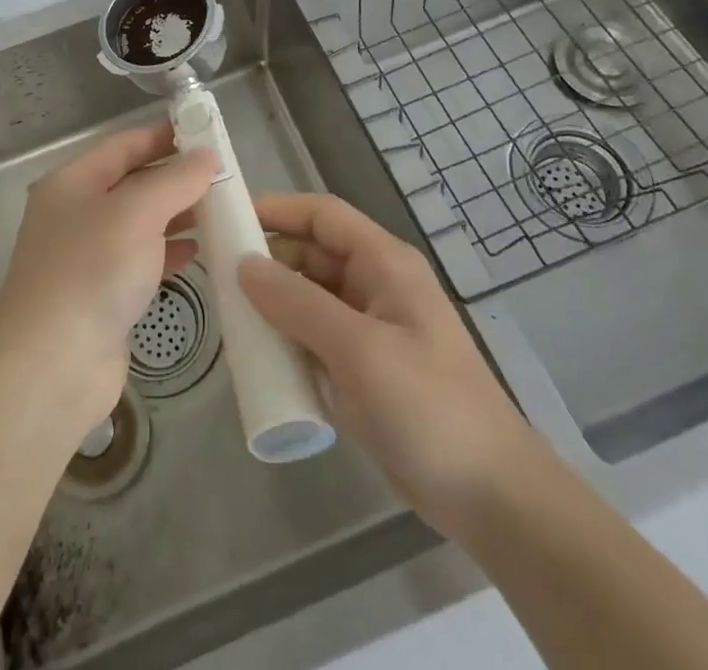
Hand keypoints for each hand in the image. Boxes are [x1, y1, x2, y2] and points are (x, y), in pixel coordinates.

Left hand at [0, 121, 215, 438]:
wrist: (52, 367)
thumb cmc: (92, 271)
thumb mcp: (138, 212)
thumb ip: (175, 180)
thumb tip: (206, 156)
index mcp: (71, 183)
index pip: (123, 145)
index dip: (162, 136)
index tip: (205, 133)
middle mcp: (75, 214)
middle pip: (131, 184)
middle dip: (175, 178)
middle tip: (223, 176)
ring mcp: (85, 257)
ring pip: (138, 224)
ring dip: (176, 215)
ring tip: (219, 211)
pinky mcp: (100, 295)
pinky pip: (140, 261)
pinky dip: (167, 252)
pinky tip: (198, 252)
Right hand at [238, 194, 532, 528]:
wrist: (491, 498)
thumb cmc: (428, 406)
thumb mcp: (359, 349)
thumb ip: (298, 303)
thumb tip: (243, 264)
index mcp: (384, 264)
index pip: (323, 215)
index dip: (277, 209)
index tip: (228, 218)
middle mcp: (375, 286)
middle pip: (311, 255)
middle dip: (267, 260)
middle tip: (216, 274)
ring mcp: (370, 330)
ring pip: (309, 298)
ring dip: (272, 304)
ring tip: (227, 315)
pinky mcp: (363, 369)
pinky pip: (314, 339)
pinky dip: (286, 340)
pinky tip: (256, 357)